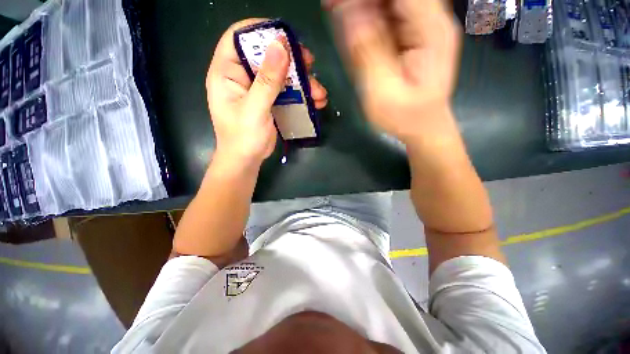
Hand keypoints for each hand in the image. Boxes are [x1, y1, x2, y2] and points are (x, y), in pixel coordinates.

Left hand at [206, 19, 327, 168]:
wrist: (247, 160)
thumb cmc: (243, 138)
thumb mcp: (254, 109)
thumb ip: (267, 81)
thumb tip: (280, 46)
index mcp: (227, 72)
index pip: (238, 37)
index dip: (260, 30)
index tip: (285, 35)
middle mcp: (241, 76)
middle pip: (265, 54)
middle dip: (289, 58)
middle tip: (310, 63)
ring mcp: (257, 89)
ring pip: (280, 74)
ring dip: (301, 81)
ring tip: (319, 92)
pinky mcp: (269, 101)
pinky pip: (286, 91)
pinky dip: (301, 94)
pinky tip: (316, 102)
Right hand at [325, 0, 460, 143]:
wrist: (422, 126)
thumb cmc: (404, 118)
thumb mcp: (382, 93)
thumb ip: (366, 53)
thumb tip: (347, 11)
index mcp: (430, 30)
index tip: (337, 2)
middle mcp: (431, 19)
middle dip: (360, 1)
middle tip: (333, 6)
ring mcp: (422, 25)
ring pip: (390, 3)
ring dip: (361, 5)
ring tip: (336, 9)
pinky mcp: (412, 34)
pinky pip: (388, 13)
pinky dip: (367, 12)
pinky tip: (351, 20)